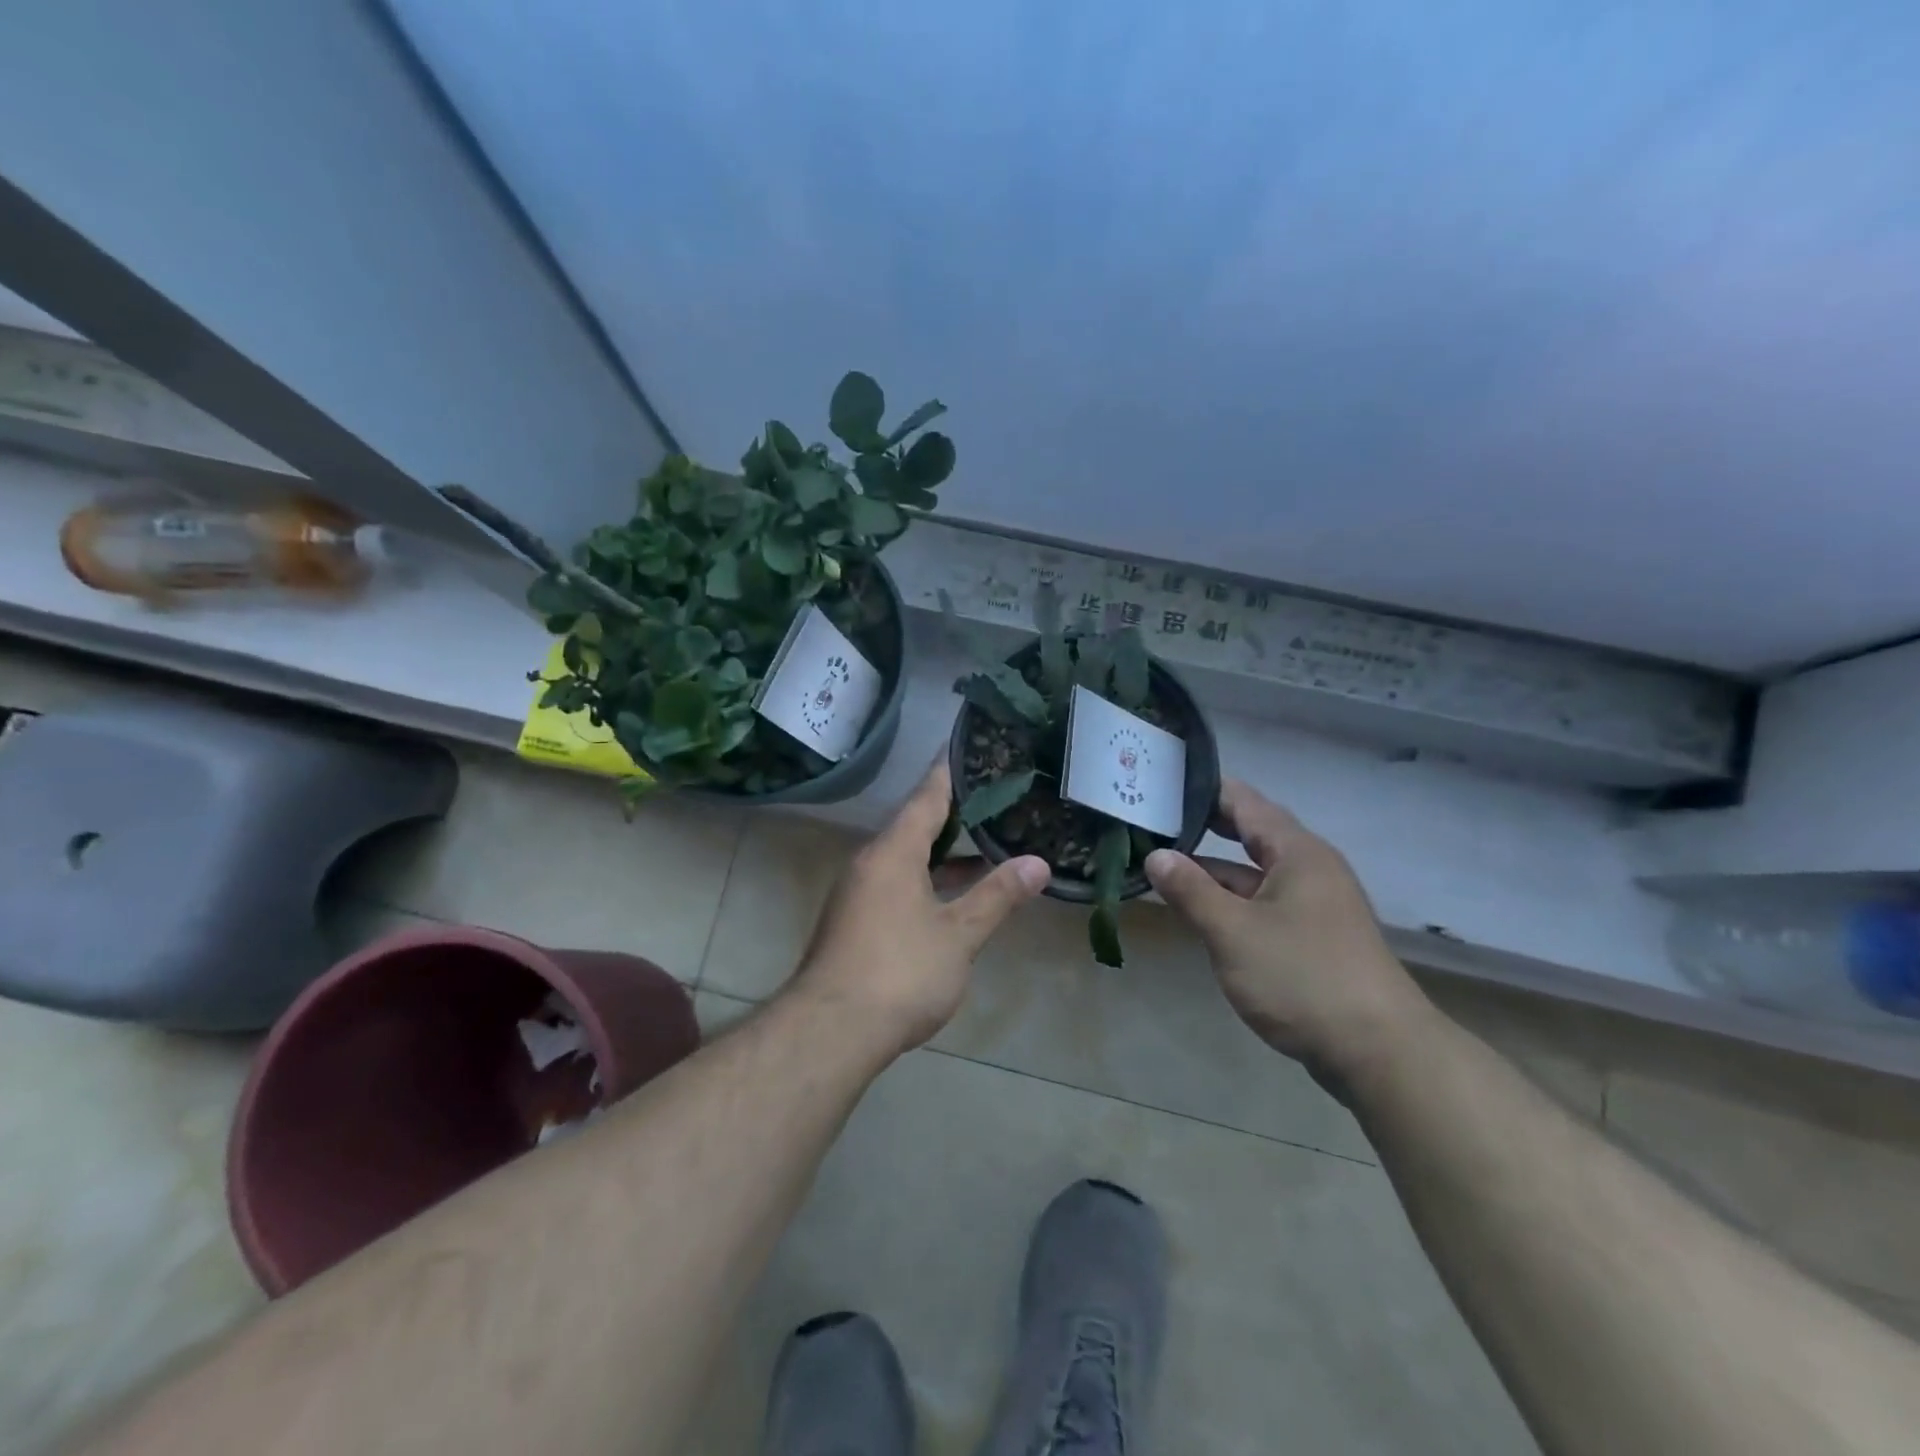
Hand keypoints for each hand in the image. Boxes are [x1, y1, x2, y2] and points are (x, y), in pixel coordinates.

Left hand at [794, 762, 1049, 1051]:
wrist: (831, 1031)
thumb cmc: (900, 972)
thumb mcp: (958, 935)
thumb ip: (997, 896)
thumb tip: (1038, 863)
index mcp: (893, 852)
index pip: (926, 796)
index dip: (948, 770)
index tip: (964, 743)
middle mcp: (870, 863)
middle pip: (914, 825)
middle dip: (952, 811)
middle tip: (990, 794)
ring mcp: (858, 893)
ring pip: (906, 858)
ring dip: (942, 852)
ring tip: (984, 843)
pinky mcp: (855, 921)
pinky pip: (897, 883)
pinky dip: (927, 879)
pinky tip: (953, 896)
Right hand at [1145, 780, 1430, 1075]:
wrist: (1380, 1053)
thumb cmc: (1302, 978)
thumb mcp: (1233, 932)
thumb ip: (1191, 890)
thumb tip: (1156, 856)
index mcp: (1297, 853)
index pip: (1244, 801)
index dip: (1203, 790)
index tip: (1160, 784)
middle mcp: (1309, 869)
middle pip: (1250, 834)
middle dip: (1203, 828)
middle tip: (1153, 821)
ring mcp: (1313, 905)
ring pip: (1253, 874)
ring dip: (1212, 871)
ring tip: (1160, 866)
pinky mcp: (1312, 938)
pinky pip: (1262, 903)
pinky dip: (1230, 901)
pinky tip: (1198, 912)